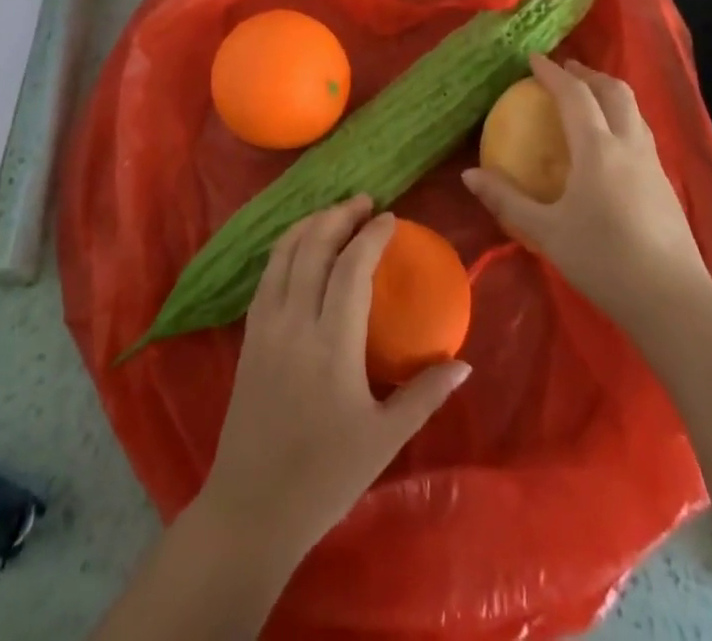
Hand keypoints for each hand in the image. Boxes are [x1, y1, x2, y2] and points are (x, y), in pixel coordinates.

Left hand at [194, 196, 470, 560]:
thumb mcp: (384, 440)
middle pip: (313, 247)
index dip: (370, 236)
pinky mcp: (248, 335)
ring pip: (284, 253)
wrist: (251, 508)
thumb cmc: (325, 478)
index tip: (390, 218)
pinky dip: (286, 247)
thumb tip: (464, 362)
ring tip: (335, 213)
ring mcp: (265, 326)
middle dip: (339, 216)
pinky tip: (300, 246)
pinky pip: (267, 274)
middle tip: (364, 202)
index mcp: (331, 345)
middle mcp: (294, 323)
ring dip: (310, 225)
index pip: (351, 269)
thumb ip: (425, 394)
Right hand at [462, 54, 711, 331]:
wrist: (674, 301)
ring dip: (609, 94)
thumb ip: (507, 200)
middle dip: (588, 74)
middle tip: (566, 71)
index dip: (553, 73)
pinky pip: (642, 133)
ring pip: (634, 110)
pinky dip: (622, 119)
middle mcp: (629, 146)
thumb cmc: (604, 261)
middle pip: (614, 91)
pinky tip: (611, 144)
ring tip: (588, 98)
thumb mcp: (547, 232)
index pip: (574, 95)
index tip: (534, 58)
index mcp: (597, 149)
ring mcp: (653, 164)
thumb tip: (468, 175)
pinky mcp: (666, 185)